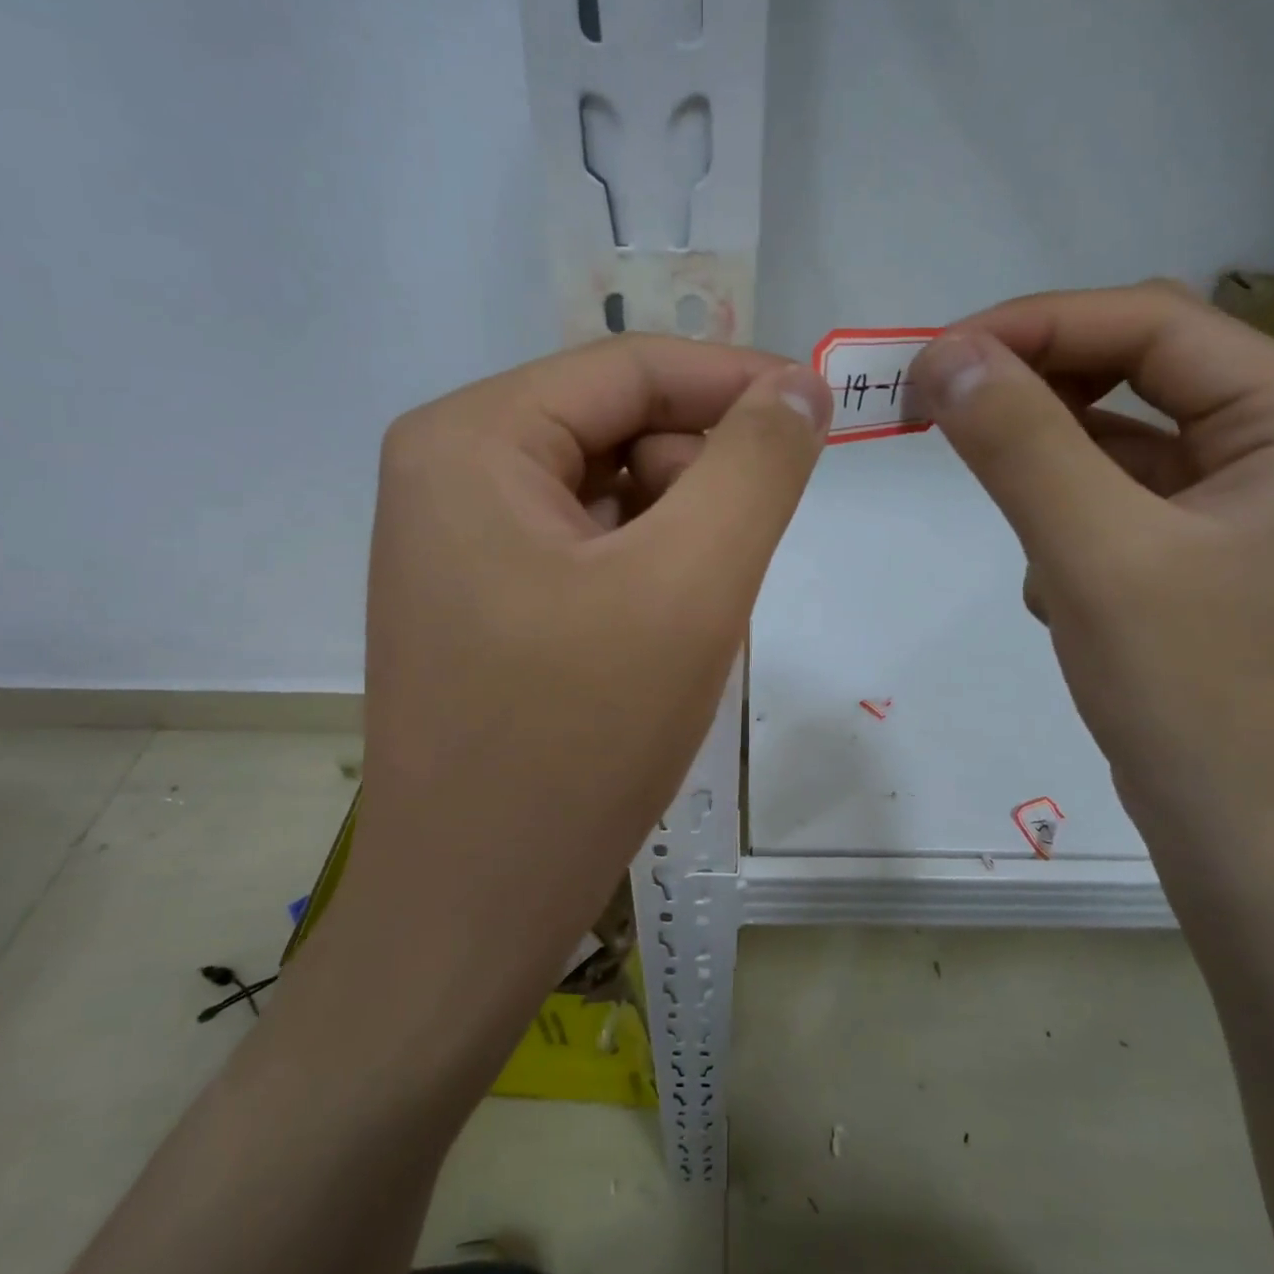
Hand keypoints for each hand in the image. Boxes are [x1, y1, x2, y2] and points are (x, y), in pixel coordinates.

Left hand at [334, 335, 829, 1003]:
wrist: (476, 904)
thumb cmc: (577, 739)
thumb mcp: (690, 585)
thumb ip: (756, 467)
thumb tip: (799, 388)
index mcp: (471, 439)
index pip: (630, 369)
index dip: (737, 382)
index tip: (825, 415)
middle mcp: (449, 472)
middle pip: (617, 428)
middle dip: (699, 480)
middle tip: (734, 568)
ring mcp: (459, 540)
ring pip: (612, 493)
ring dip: (677, 537)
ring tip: (692, 619)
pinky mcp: (482, 597)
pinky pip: (590, 548)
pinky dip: (645, 574)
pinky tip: (655, 640)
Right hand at [911, 284, 1273, 863]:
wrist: (1244, 839)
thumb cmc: (1192, 697)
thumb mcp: (1095, 558)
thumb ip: (1020, 445)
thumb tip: (944, 356)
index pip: (1151, 325)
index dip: (1034, 325)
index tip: (932, 359)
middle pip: (1138, 370)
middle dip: (1034, 384)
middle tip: (936, 404)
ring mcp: (1245, 500)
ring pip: (1119, 436)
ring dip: (1046, 457)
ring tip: (1001, 501)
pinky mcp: (1203, 550)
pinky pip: (1117, 496)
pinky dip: (1065, 517)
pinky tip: (1057, 583)